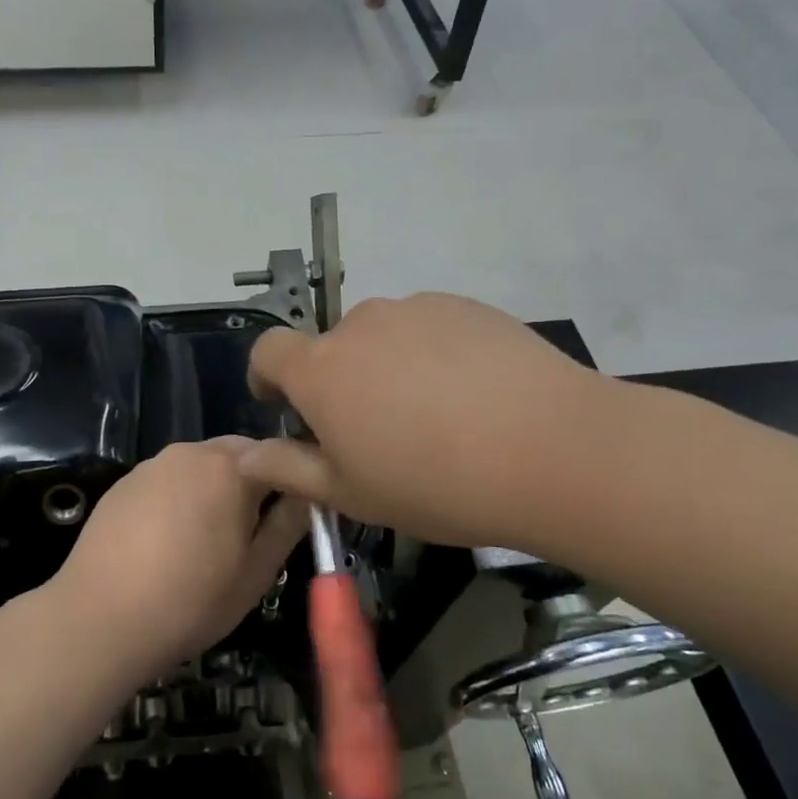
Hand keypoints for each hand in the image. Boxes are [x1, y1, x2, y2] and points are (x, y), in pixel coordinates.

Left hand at [51, 437, 309, 672]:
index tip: (298, 512)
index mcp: (231, 467)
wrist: (98, 619)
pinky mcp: (123, 483)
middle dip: (254, 481)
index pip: (281, 454)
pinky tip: (169, 540)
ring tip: (210, 538)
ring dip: (215, 488)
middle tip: (254, 530)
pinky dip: (180, 497)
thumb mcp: (256, 573)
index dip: (295, 480)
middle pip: (238, 454)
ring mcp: (152, 464)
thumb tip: (308, 494)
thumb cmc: (191, 600)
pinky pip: (167, 479)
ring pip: (200, 465)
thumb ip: (288, 525)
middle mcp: (191, 451)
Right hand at [240, 293, 613, 552]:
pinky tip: (471, 395)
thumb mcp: (350, 493)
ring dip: (387, 368)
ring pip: (382, 338)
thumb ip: (288, 469)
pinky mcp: (465, 305)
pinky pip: (429, 329)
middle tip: (376, 433)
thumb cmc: (434, 483)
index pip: (268, 350)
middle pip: (331, 348)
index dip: (266, 375)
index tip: (284, 405)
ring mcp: (416, 309)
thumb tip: (246, 455)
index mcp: (321, 369)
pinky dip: (432, 355)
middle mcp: (360, 324)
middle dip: (338, 383)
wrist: (552, 449)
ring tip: (432, 416)